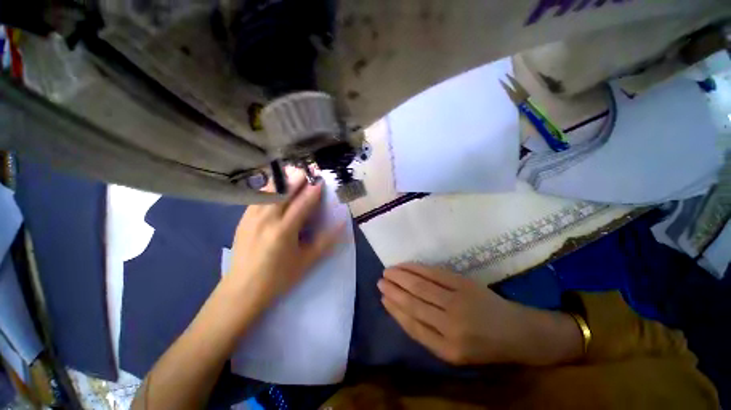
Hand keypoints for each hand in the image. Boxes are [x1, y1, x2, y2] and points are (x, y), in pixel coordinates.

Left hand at [222, 170, 344, 316]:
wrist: (242, 290)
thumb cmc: (279, 277)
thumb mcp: (307, 261)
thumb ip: (326, 241)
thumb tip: (342, 224)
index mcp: (284, 231)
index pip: (302, 203)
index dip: (313, 190)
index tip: (321, 180)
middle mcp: (266, 219)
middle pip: (283, 191)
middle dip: (297, 178)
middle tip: (308, 170)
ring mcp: (251, 217)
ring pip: (267, 190)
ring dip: (282, 179)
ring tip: (292, 172)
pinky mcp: (242, 219)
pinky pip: (257, 196)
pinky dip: (268, 187)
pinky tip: (275, 185)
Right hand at [378, 264, 582, 365]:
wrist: (519, 333)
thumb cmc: (485, 346)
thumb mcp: (456, 353)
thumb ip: (429, 335)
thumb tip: (402, 311)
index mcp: (447, 349)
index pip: (412, 324)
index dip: (394, 309)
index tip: (383, 297)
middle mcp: (450, 326)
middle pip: (413, 302)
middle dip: (393, 290)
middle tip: (380, 281)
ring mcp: (458, 301)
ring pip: (420, 286)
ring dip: (400, 277)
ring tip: (388, 272)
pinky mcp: (464, 284)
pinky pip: (433, 273)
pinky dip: (416, 268)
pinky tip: (406, 266)